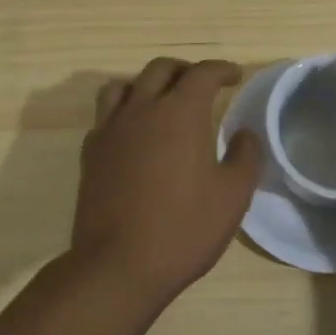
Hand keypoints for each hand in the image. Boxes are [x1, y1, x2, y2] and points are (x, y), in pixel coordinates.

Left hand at [70, 58, 260, 304]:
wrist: (118, 266)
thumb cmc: (183, 229)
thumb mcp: (232, 196)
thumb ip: (244, 156)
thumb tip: (244, 133)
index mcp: (180, 112)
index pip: (202, 73)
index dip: (221, 69)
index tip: (234, 76)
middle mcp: (142, 108)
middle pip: (161, 68)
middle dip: (185, 70)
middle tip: (201, 85)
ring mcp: (111, 128)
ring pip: (125, 85)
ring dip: (147, 84)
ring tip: (161, 101)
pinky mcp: (90, 151)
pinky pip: (106, 115)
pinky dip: (123, 112)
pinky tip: (133, 134)